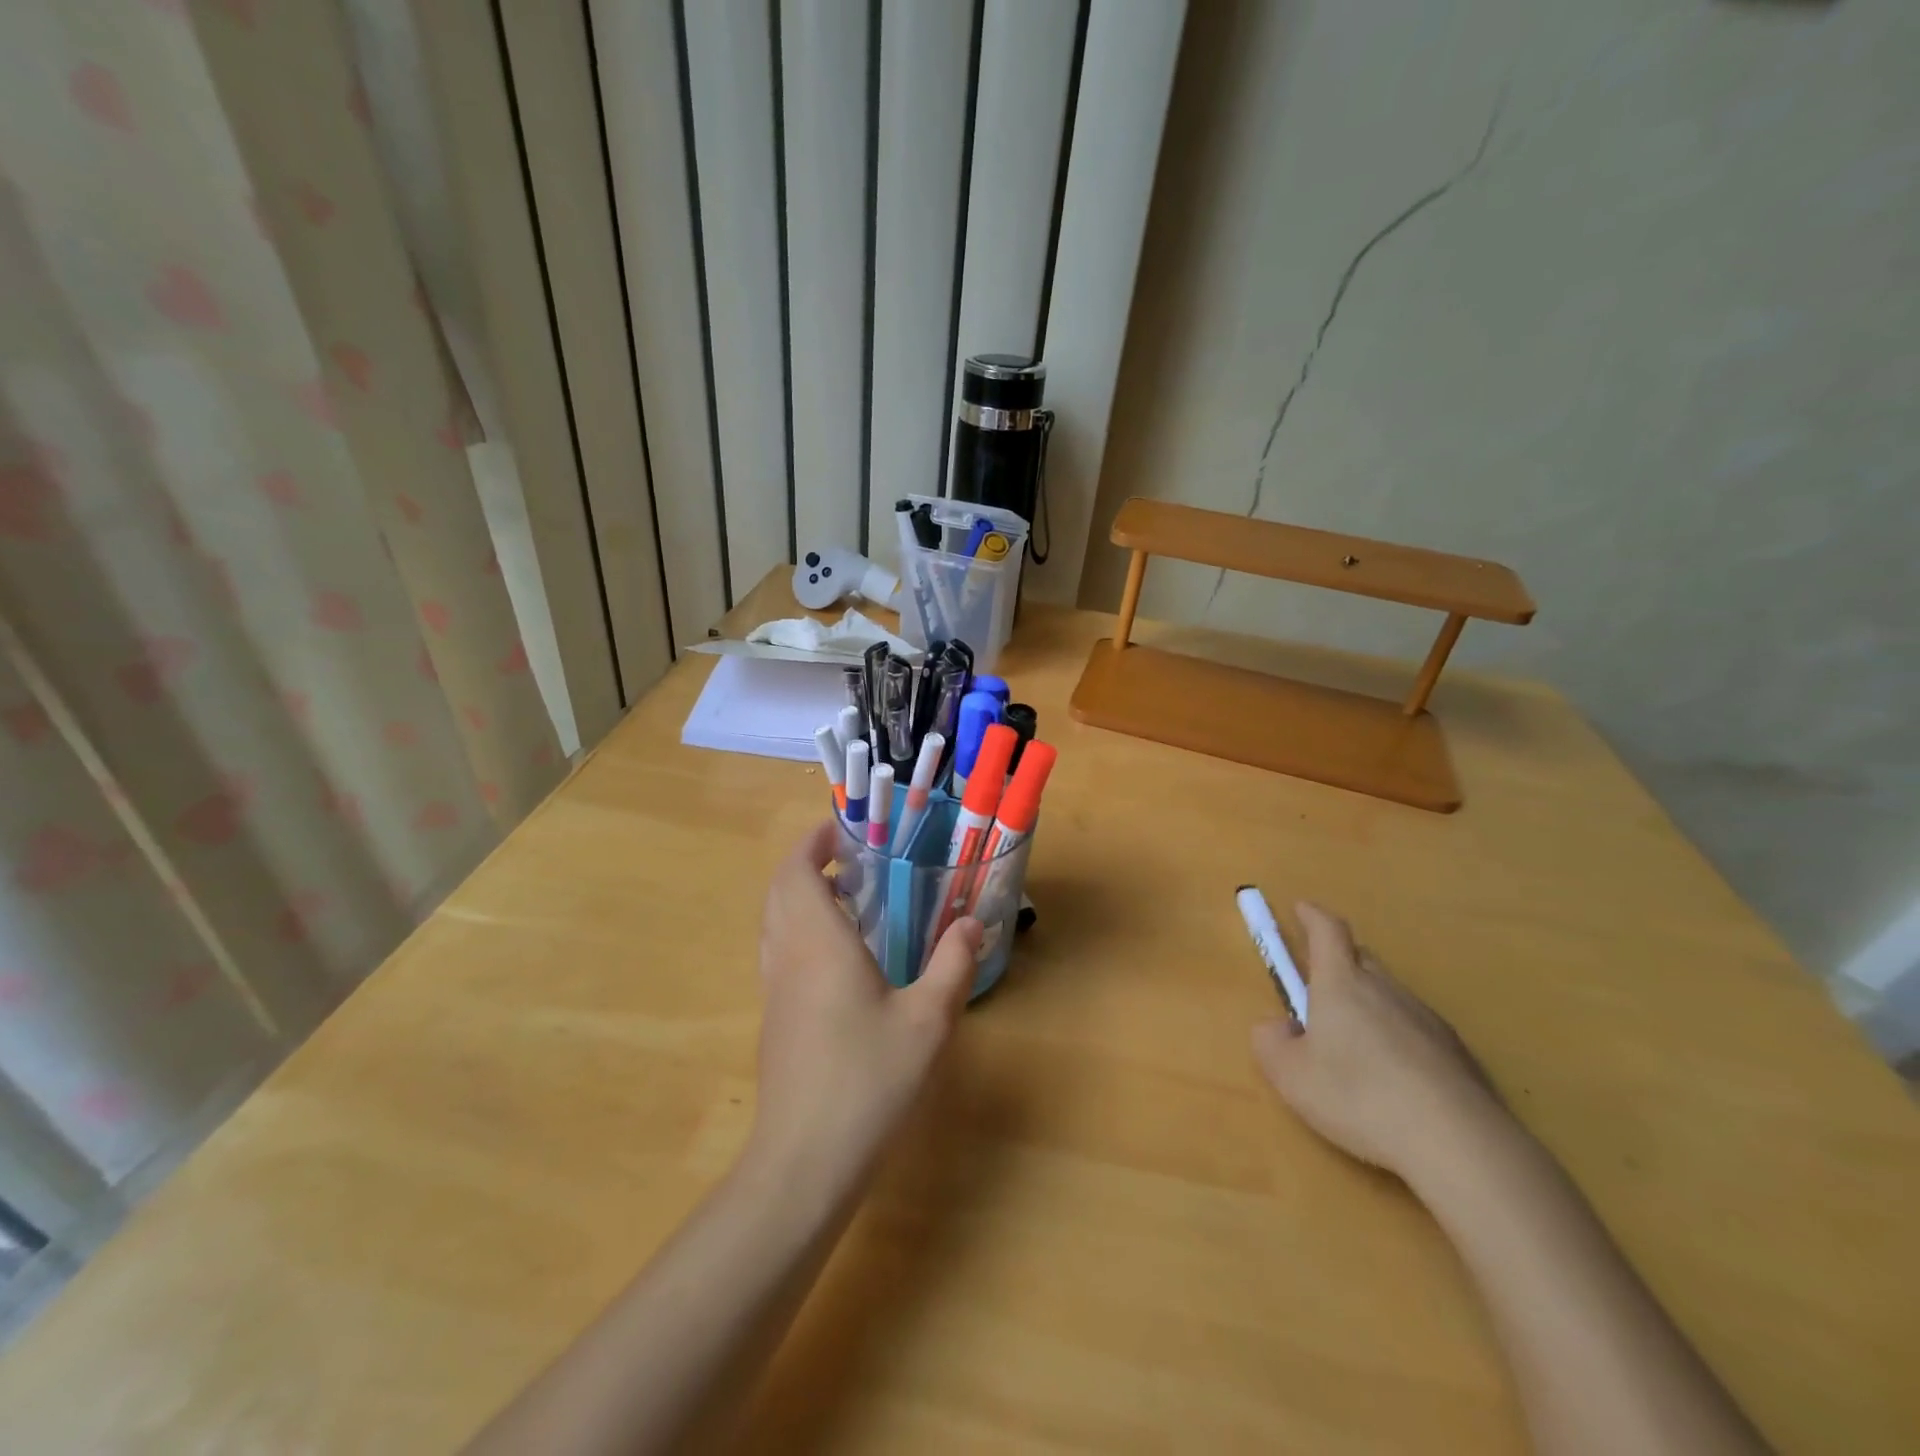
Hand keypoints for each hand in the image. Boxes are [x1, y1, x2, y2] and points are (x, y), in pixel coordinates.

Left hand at [748, 821, 982, 1190]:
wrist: (804, 1162)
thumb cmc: (867, 1082)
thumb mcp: (927, 1022)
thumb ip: (952, 964)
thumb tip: (972, 923)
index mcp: (818, 944)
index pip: (796, 871)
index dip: (813, 842)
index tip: (845, 831)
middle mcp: (787, 957)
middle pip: (780, 890)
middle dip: (808, 863)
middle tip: (853, 860)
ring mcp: (775, 991)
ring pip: (774, 921)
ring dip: (801, 896)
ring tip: (850, 899)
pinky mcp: (775, 1020)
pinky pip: (779, 951)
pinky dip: (800, 930)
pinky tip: (841, 957)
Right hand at [1252, 902, 1505, 1181]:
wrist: (1458, 1143)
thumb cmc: (1358, 1096)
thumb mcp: (1290, 1074)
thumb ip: (1270, 1042)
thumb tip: (1278, 1027)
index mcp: (1341, 983)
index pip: (1328, 930)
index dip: (1312, 916)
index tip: (1301, 909)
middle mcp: (1385, 989)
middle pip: (1360, 958)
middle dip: (1337, 963)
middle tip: (1319, 991)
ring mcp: (1426, 1019)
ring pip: (1389, 995)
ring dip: (1368, 1005)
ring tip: (1354, 1049)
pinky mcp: (1457, 1053)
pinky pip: (1415, 1030)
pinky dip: (1398, 1040)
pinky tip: (1394, 1081)